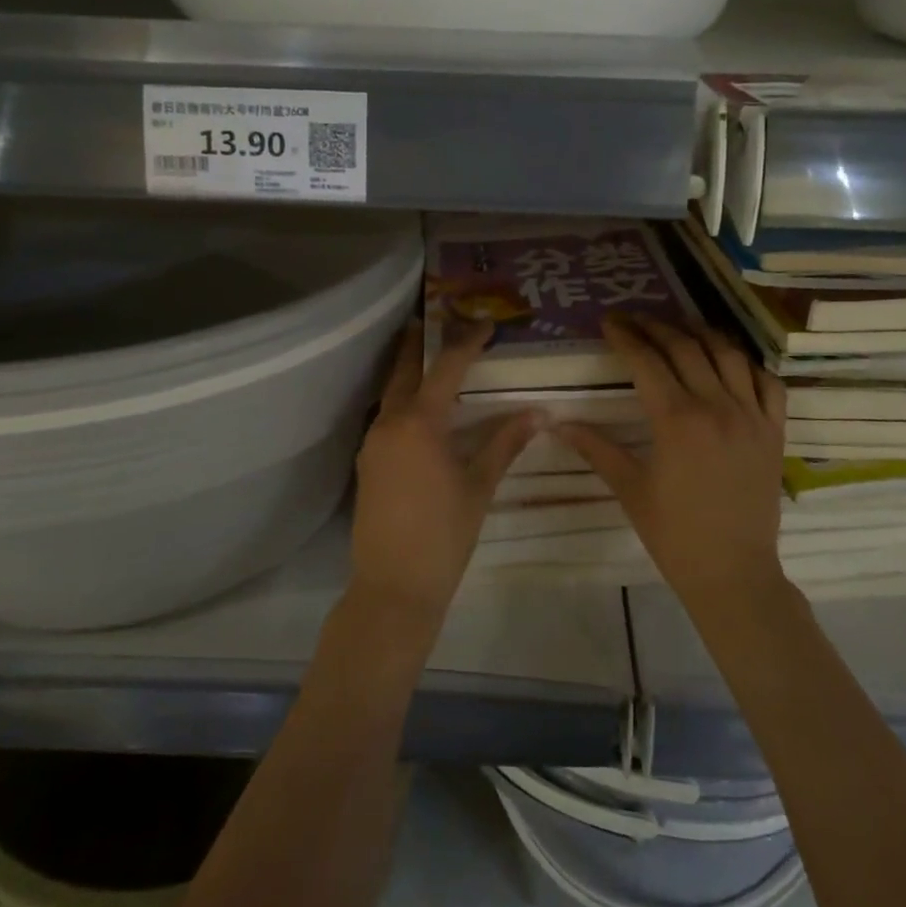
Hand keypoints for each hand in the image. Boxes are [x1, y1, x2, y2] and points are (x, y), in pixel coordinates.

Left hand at [348, 320, 536, 626]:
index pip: (446, 368)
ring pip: (391, 394)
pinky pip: (386, 418)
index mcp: (420, 423)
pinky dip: (403, 402)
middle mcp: (390, 423)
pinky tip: (419, 410)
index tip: (485, 324)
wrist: (393, 587)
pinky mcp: (367, 464)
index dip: (467, 343)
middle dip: (419, 344)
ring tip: (428, 358)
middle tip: (432, 319)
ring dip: (408, 372)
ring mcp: (373, 443)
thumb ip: (505, 443)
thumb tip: (538, 413)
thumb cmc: (444, 535)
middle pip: (404, 371)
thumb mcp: (479, 486)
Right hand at [560, 315, 787, 604]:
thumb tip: (558, 423)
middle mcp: (717, 407)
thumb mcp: (630, 489)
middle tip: (635, 319)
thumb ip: (596, 448)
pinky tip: (731, 362)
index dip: (626, 337)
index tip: (609, 322)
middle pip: (685, 348)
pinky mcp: (775, 431)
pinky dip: (748, 364)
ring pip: (728, 355)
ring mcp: (752, 416)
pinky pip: (768, 383)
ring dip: (701, 334)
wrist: (733, 572)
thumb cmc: (674, 534)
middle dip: (656, 327)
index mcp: (677, 421)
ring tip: (680, 327)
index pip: (647, 362)